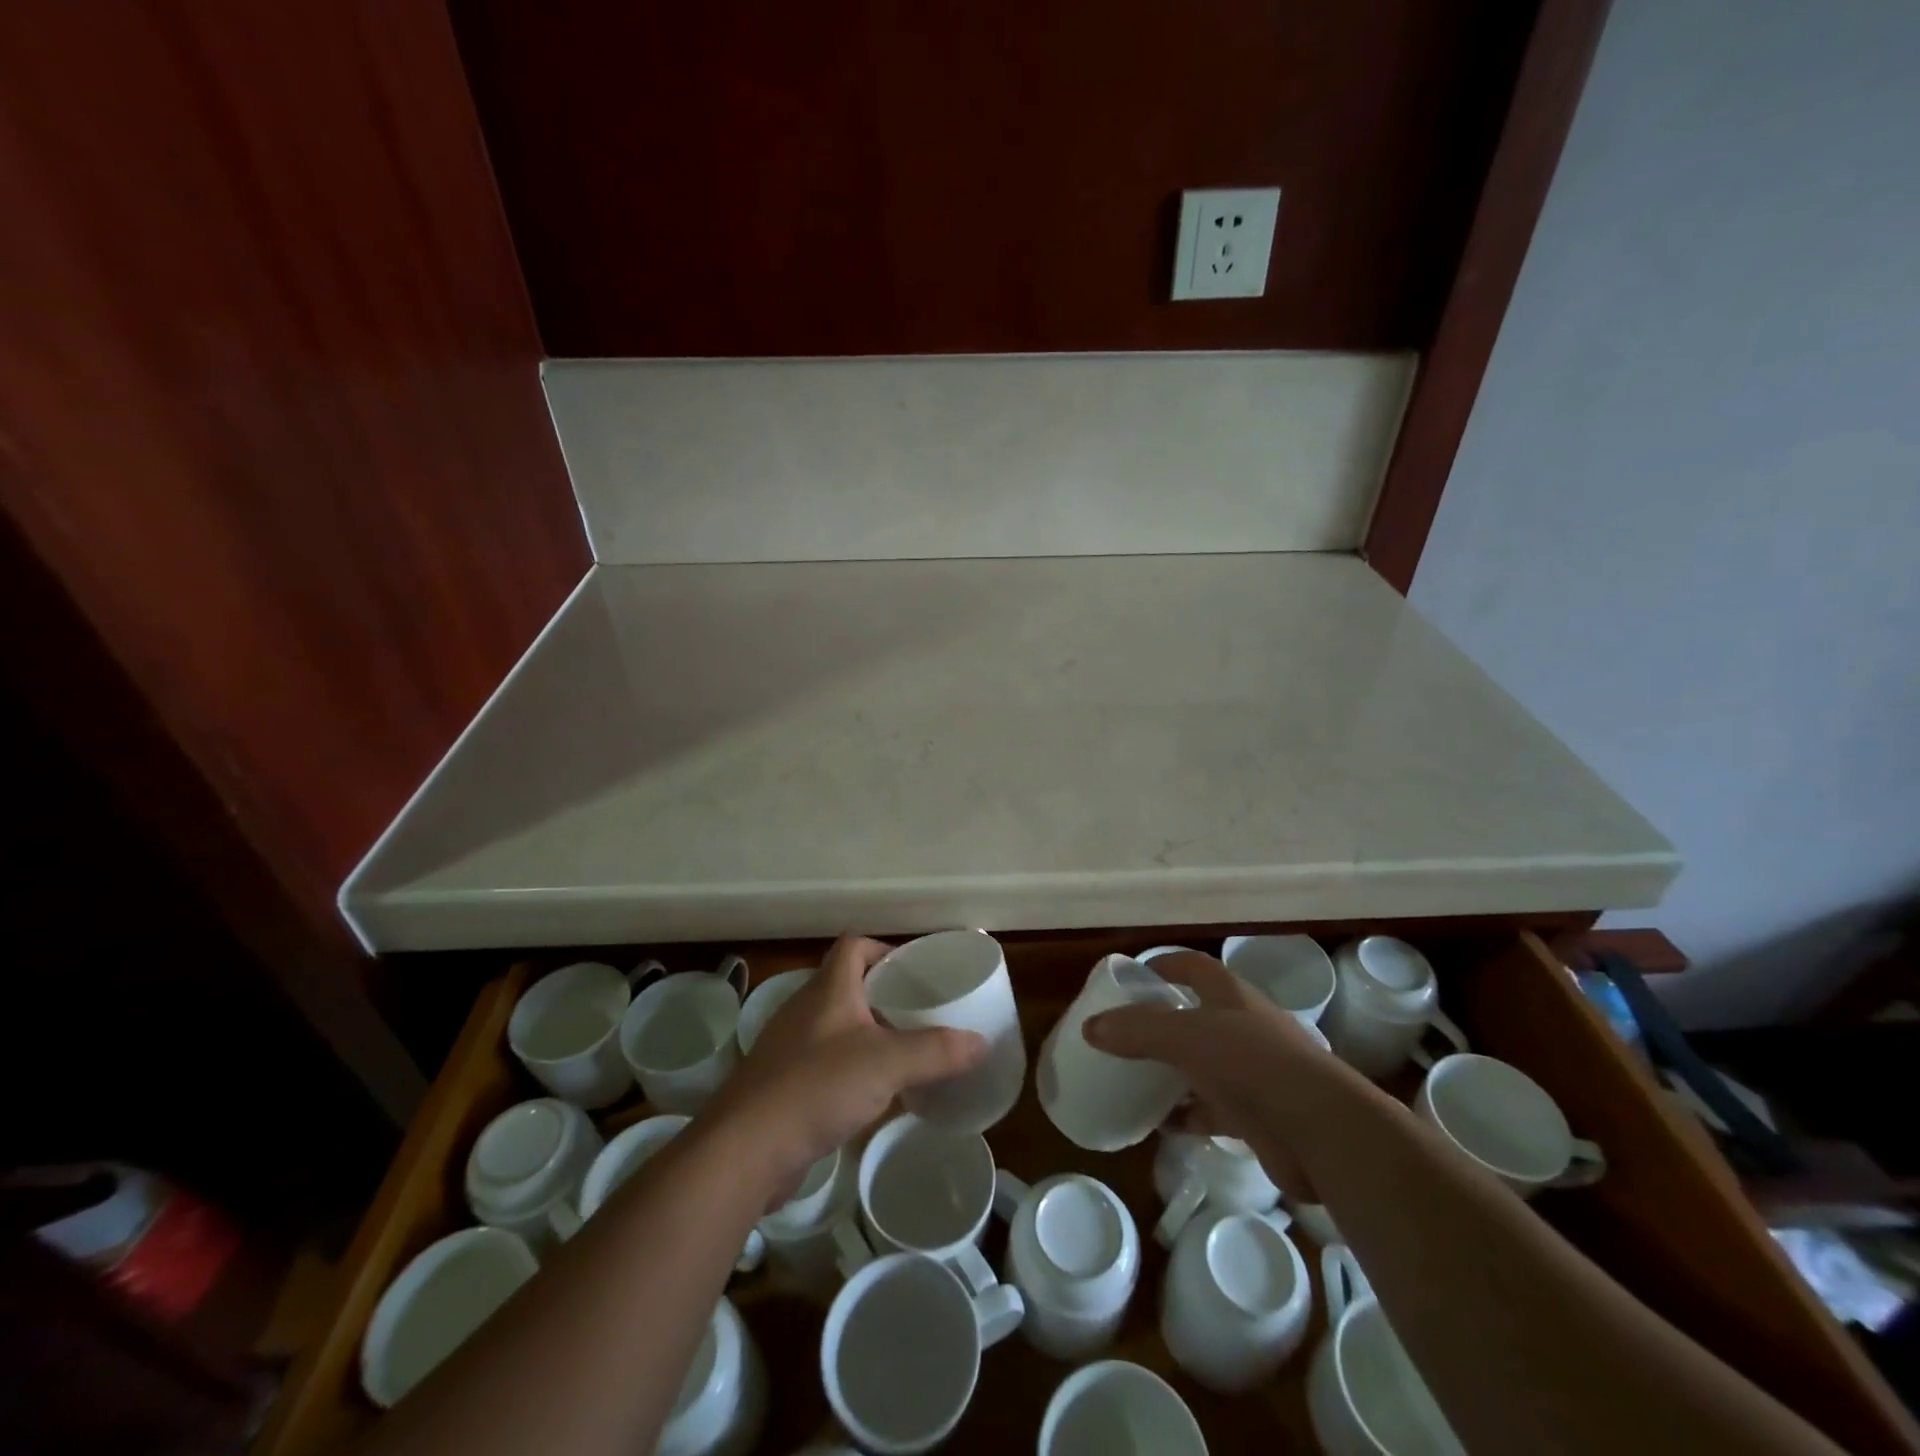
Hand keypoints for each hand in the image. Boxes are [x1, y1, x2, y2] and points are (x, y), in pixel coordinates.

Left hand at [704, 935, 986, 1195]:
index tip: (914, 969)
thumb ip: (936, 1051)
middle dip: (884, 995)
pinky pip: (825, 1063)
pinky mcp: (783, 1085)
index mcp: (828, 990)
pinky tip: (873, 1095)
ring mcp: (790, 1048)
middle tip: (921, 1011)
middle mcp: (806, 1010)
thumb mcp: (887, 1064)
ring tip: (905, 1051)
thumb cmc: (817, 1087)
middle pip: (847, 985)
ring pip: (837, 1027)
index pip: (854, 946)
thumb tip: (981, 1042)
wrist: (745, 1149)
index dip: (884, 948)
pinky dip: (851, 1069)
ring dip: (868, 1034)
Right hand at [1084, 951, 1334, 1201]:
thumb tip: (1090, 1027)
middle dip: (1161, 1022)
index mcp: (1230, 995)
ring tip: (1133, 1077)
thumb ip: (1136, 1030)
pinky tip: (1159, 1124)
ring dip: (1171, 1071)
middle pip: (1195, 1015)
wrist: (1319, 1130)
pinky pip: (1210, 1109)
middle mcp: (1243, 1026)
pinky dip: (1185, 1115)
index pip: (1192, 966)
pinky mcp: (1257, 1114)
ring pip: (1202, 1064)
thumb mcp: (1184, 1037)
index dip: (1162, 965)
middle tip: (1123, 1032)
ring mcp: (1253, 1071)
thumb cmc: (1250, 1063)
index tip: (1131, 977)